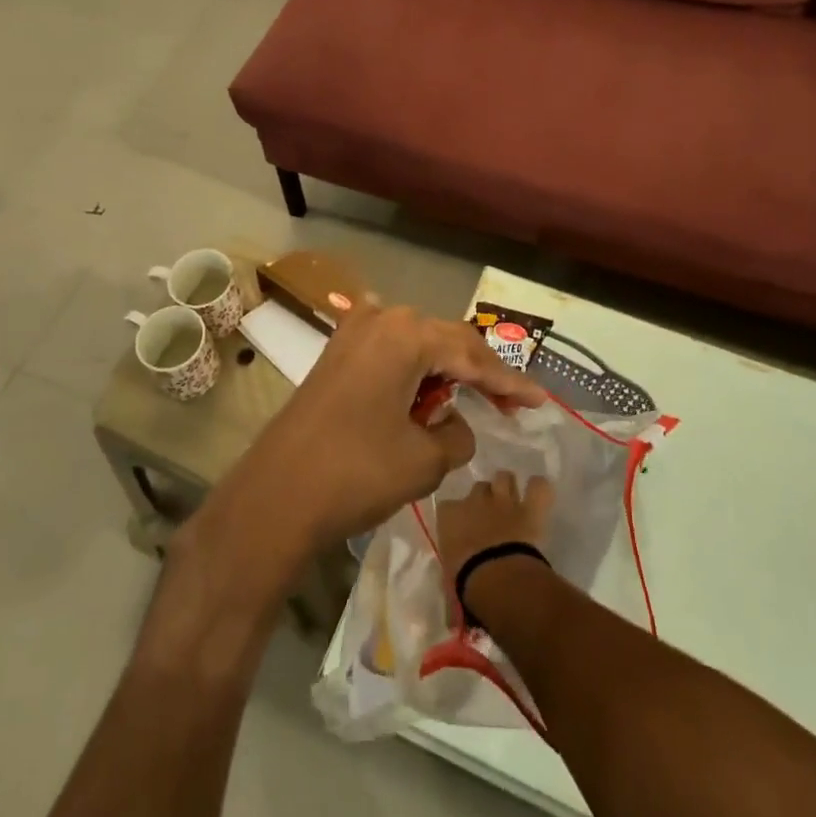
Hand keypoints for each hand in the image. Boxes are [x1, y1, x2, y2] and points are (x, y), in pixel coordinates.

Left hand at [208, 305, 546, 561]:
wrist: (275, 497)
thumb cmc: (357, 472)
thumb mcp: (424, 460)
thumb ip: (456, 437)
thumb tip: (454, 425)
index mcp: (407, 335)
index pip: (473, 356)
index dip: (510, 383)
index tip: (540, 401)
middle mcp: (381, 320)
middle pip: (446, 341)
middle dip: (480, 371)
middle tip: (511, 402)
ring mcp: (353, 334)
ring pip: (417, 345)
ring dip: (445, 371)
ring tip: (472, 400)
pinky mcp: (336, 355)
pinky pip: (390, 354)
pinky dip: (414, 373)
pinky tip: (427, 395)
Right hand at [435, 471, 554, 581]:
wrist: (497, 581)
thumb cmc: (465, 586)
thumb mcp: (449, 587)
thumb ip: (451, 583)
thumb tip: (453, 609)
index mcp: (450, 517)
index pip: (447, 507)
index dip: (456, 517)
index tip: (460, 531)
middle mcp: (475, 500)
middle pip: (479, 487)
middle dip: (484, 499)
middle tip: (490, 518)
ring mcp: (504, 501)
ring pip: (504, 477)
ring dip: (508, 488)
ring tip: (513, 503)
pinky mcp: (530, 508)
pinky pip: (539, 487)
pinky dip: (539, 490)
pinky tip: (538, 497)